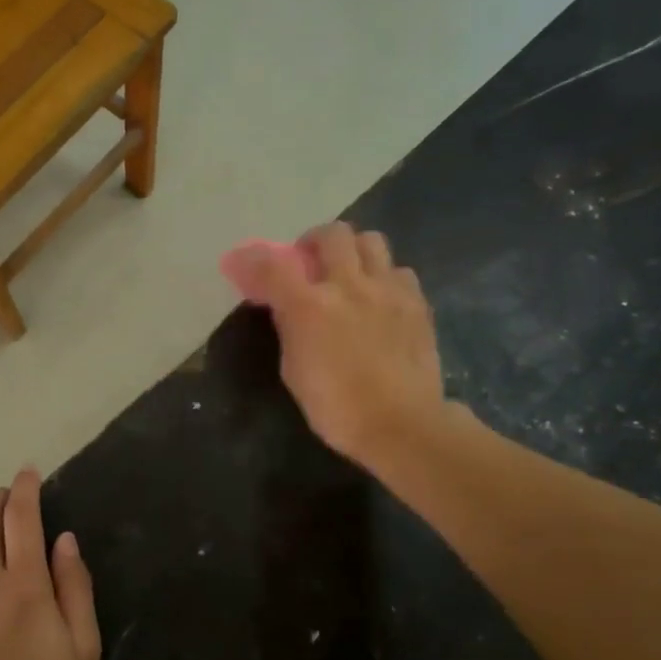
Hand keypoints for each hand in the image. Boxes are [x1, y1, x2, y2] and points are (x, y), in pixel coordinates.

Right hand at [225, 222, 446, 465]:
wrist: (403, 425)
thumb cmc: (337, 407)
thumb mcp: (294, 370)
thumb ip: (290, 328)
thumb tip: (286, 305)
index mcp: (310, 307)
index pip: (273, 264)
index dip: (253, 257)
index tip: (243, 261)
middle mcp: (349, 286)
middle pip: (331, 234)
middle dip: (314, 242)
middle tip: (310, 264)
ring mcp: (388, 290)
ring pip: (371, 241)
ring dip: (353, 251)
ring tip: (349, 275)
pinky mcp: (416, 303)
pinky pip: (399, 270)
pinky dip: (384, 276)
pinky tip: (380, 299)